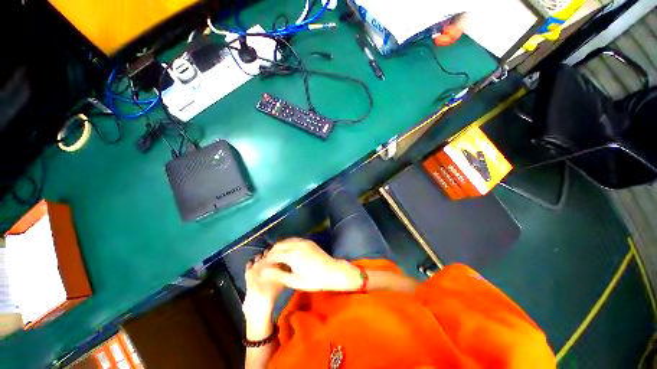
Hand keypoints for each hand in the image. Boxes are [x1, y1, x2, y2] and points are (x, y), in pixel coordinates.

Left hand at [243, 251, 284, 319]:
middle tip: (273, 255)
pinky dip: (252, 263)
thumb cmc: (273, 289)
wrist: (258, 299)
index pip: (276, 251)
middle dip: (270, 253)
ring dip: (262, 257)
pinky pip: (249, 263)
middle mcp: (264, 260)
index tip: (280, 251)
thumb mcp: (283, 278)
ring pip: (259, 256)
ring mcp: (255, 265)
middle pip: (268, 252)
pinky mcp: (248, 271)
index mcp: (273, 260)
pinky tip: (254, 265)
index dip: (278, 251)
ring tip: (264, 260)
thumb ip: (285, 268)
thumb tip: (287, 263)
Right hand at [261, 238, 362, 291]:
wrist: (332, 271)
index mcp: (291, 254)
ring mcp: (303, 241)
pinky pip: (294, 240)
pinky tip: (287, 252)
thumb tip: (263, 271)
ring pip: (286, 241)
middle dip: (271, 253)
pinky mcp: (308, 241)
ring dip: (279, 247)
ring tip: (276, 257)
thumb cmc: (313, 279)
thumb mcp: (294, 281)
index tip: (262, 267)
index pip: (273, 255)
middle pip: (278, 245)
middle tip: (268, 263)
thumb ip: (277, 275)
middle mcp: (296, 244)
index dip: (266, 261)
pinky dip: (287, 244)